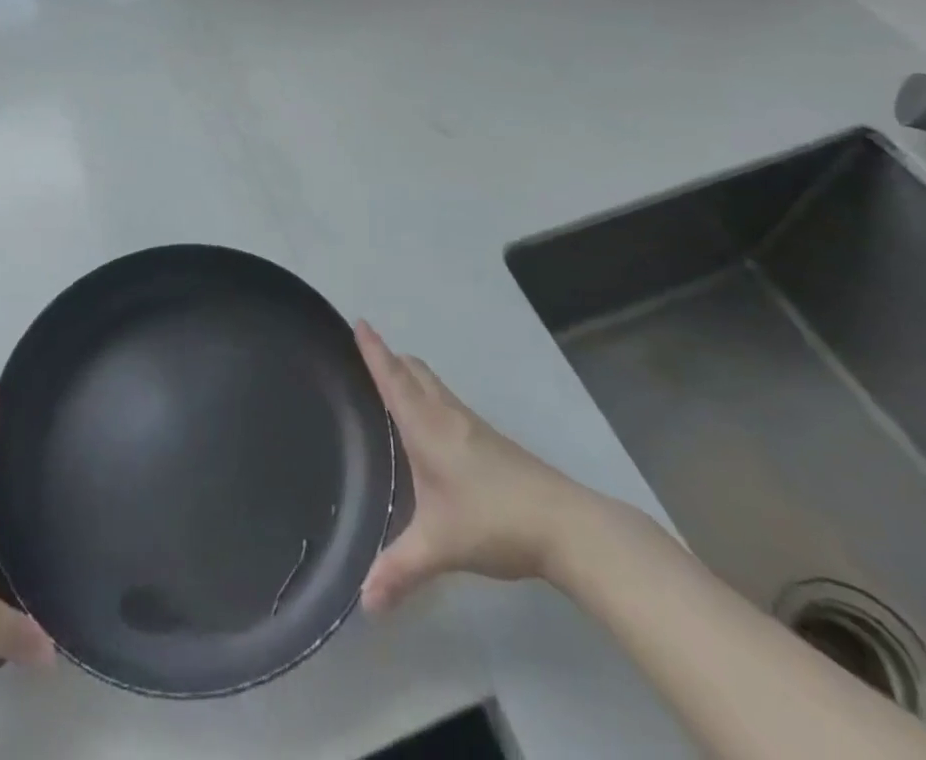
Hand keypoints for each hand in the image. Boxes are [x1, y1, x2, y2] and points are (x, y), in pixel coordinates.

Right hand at [356, 322, 597, 611]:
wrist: (565, 525)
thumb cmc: (493, 521)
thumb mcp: (440, 546)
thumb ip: (399, 571)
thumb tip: (364, 604)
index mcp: (427, 427)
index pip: (393, 379)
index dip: (374, 350)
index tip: (360, 321)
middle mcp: (448, 416)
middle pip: (416, 372)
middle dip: (392, 358)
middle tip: (369, 355)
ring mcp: (474, 427)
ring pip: (436, 387)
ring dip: (413, 376)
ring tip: (395, 386)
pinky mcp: (492, 443)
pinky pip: (450, 404)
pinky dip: (431, 398)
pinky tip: (433, 429)